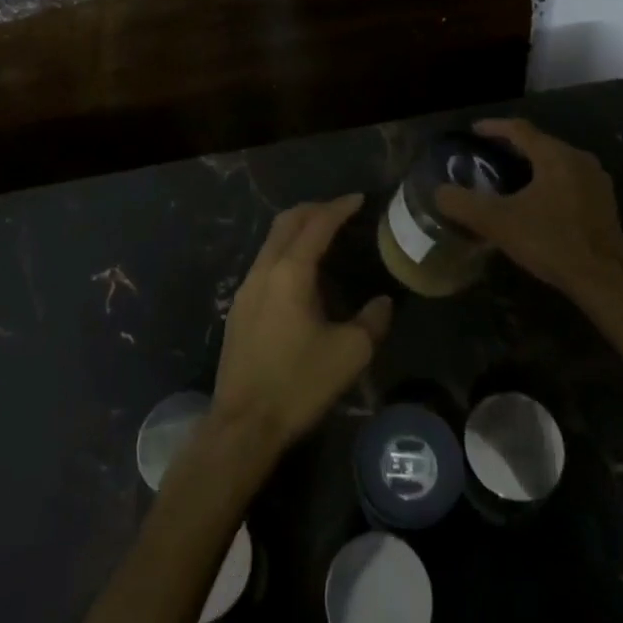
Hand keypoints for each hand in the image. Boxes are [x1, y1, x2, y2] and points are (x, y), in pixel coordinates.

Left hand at [211, 195, 392, 459]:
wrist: (243, 424)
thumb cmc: (298, 383)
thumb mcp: (349, 353)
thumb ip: (372, 320)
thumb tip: (382, 301)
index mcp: (291, 272)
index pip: (317, 224)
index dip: (339, 207)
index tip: (359, 198)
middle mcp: (264, 270)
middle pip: (287, 222)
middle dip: (314, 209)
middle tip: (341, 210)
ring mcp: (246, 288)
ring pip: (272, 241)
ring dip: (297, 230)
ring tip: (324, 236)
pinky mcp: (239, 308)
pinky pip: (265, 262)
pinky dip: (286, 251)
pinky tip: (301, 272)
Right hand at [434, 119, 622, 308]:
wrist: (606, 281)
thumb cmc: (552, 242)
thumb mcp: (499, 223)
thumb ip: (464, 204)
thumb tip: (439, 192)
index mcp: (555, 155)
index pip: (519, 129)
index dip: (493, 127)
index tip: (474, 131)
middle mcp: (579, 159)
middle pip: (540, 144)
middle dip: (512, 148)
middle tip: (487, 157)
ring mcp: (597, 181)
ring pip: (557, 163)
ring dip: (532, 167)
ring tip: (509, 180)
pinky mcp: (605, 204)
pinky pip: (570, 181)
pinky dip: (549, 184)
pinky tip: (537, 205)